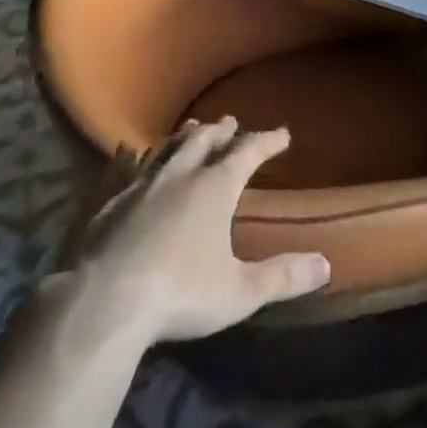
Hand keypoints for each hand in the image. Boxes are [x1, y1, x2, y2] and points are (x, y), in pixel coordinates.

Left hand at [53, 117, 329, 349]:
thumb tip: (326, 265)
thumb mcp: (240, 292)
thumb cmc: (179, 294)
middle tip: (231, 123)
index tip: (282, 134)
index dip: (267, 140)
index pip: (248, 151)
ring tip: (192, 129)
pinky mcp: (105, 203)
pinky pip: (123, 169)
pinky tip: (126, 153)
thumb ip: (283, 277)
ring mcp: (139, 186)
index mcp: (215, 187)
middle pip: (204, 140)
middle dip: (222, 131)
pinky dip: (132, 157)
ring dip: (183, 137)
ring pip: (166, 148)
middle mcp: (179, 175)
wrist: (100, 304)